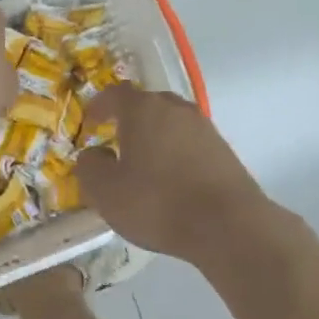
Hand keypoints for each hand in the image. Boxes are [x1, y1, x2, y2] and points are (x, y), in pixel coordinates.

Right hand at [76, 87, 270, 261]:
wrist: (228, 225)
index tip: (89, 122)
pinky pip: (190, 143)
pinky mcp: (223, 151)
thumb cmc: (157, 202)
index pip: (115, 94)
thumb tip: (94, 153)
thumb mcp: (105, 191)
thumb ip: (90, 167)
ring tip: (143, 163)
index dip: (98, 105)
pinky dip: (175, 153)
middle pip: (147, 104)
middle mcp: (175, 109)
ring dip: (154, 136)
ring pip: (171, 123)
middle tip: (115, 140)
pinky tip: (171, 179)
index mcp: (143, 109)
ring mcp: (204, 128)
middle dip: (128, 119)